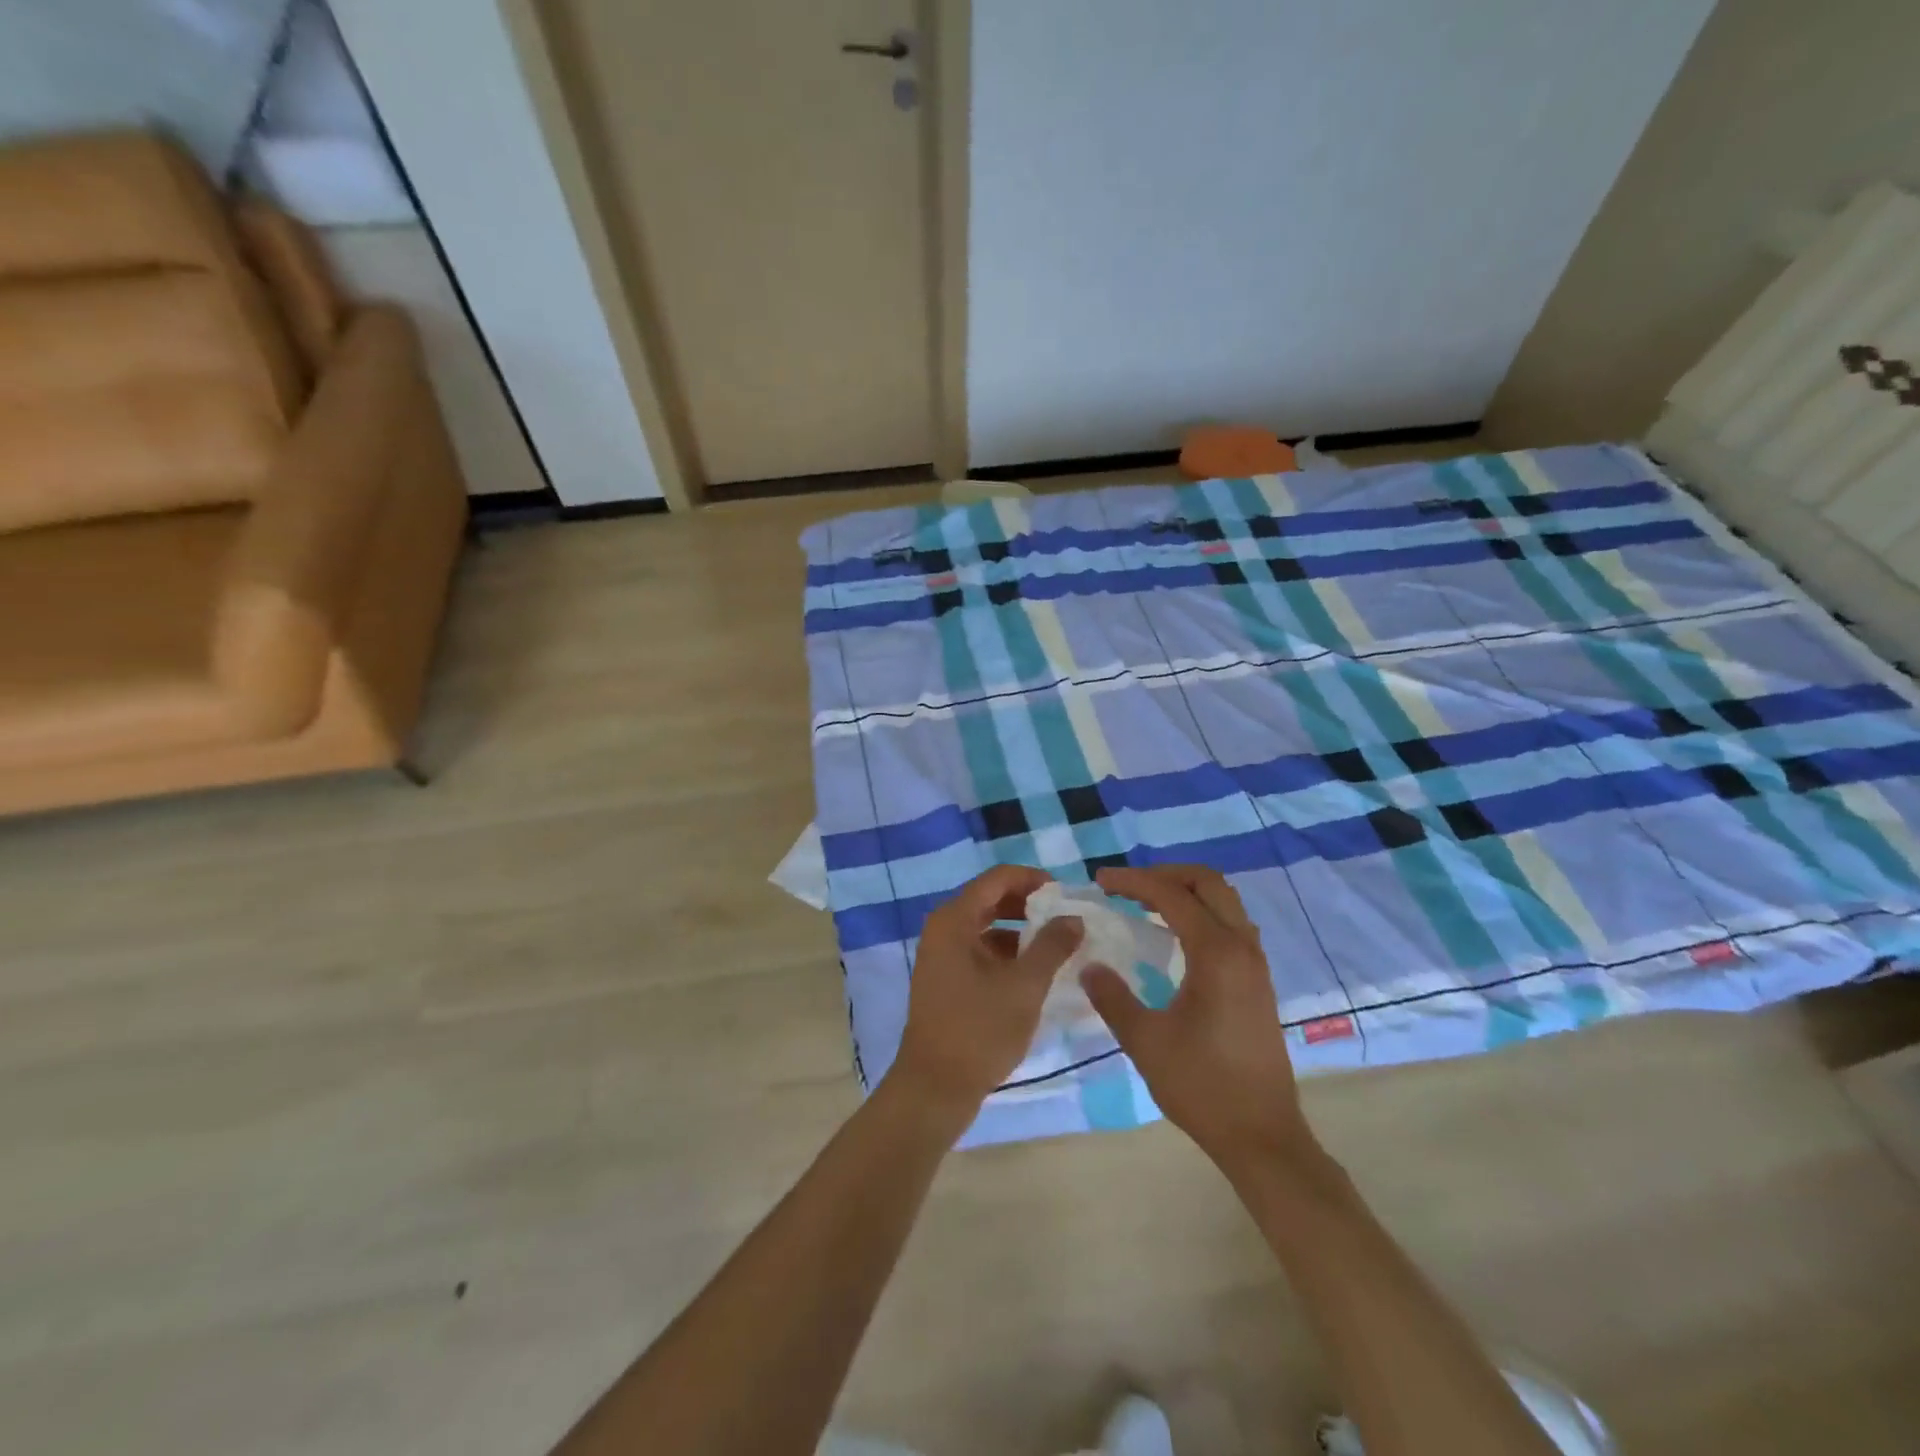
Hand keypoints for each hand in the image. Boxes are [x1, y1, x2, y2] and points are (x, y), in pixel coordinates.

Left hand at [890, 865, 1082, 1120]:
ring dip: (1020, 930)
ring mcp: (941, 955)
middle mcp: (943, 929)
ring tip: (1057, 944)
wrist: (935, 1087)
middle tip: (1065, 916)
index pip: (997, 879)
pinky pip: (980, 950)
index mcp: (954, 919)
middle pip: (990, 899)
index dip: (1032, 879)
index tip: (1066, 893)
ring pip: (987, 926)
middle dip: (1028, 904)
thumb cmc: (980, 1030)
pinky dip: (1007, 953)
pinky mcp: (946, 979)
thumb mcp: (1025, 986)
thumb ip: (1052, 946)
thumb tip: (1074, 917)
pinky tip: (1034, 971)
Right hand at [1081, 865, 1311, 1168]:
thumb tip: (1089, 965)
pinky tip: (1174, 938)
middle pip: (1208, 883)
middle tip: (1126, 887)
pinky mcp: (1258, 981)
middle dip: (1164, 874)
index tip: (1100, 882)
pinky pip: (1230, 924)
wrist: (1262, 1135)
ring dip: (1185, 892)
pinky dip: (1200, 913)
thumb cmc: (1202, 1086)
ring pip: (1224, 901)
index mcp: (1216, 953)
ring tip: (1145, 905)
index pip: (1171, 894)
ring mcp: (1255, 964)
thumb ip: (1113, 997)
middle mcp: (1242, 947)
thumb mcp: (1145, 1041)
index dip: (1133, 881)